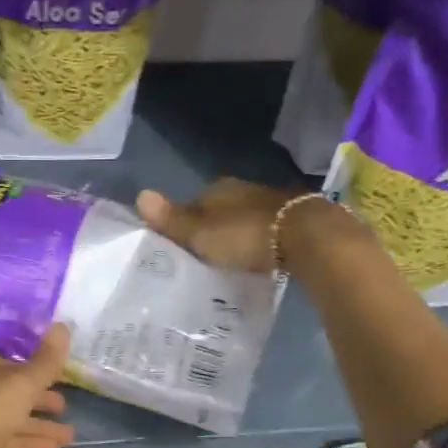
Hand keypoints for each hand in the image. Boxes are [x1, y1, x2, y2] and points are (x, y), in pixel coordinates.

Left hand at [0, 324, 74, 447]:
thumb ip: (46, 360)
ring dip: (41, 426)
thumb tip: (63, 324)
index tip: (61, 375)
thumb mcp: (21, 383)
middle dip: (40, 399)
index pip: (14, 363)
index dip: (37, 368)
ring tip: (71, 435)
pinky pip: (10, 443)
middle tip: (66, 407)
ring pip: (15, 420)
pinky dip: (31, 444)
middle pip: (15, 393)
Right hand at [137, 179, 307, 273]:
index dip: (187, 221)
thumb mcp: (201, 234)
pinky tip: (258, 258)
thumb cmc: (246, 235)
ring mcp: (273, 202)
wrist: (308, 237)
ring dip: (238, 234)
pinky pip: (267, 230)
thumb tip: (139, 195)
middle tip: (204, 254)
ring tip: (230, 259)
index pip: (195, 201)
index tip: (182, 244)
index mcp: (219, 188)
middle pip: (221, 209)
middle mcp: (245, 189)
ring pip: (246, 218)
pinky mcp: (295, 220)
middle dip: (214, 227)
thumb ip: (172, 220)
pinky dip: (260, 241)